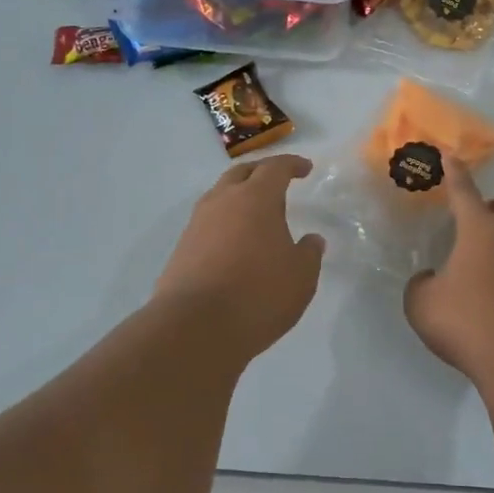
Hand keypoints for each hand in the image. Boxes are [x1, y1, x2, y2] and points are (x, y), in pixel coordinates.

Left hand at [155, 155, 325, 359]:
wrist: (195, 328)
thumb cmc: (259, 294)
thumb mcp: (301, 277)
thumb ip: (309, 253)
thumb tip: (312, 240)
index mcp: (256, 199)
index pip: (275, 168)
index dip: (292, 164)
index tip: (305, 168)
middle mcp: (223, 202)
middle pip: (241, 173)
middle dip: (261, 171)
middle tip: (277, 180)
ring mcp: (197, 224)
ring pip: (219, 196)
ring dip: (238, 196)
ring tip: (254, 212)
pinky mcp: (181, 249)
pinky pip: (207, 223)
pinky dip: (224, 223)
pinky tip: (234, 243)